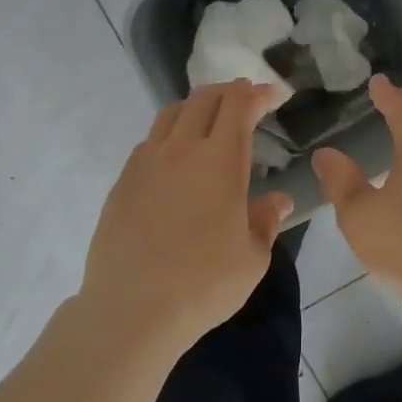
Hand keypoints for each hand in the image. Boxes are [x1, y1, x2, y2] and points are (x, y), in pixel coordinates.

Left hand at [80, 80, 292, 356]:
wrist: (131, 310)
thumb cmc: (203, 284)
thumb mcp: (252, 258)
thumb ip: (266, 221)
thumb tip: (279, 200)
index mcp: (220, 160)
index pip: (239, 105)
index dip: (258, 93)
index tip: (273, 94)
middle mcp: (181, 149)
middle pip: (204, 98)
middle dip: (229, 91)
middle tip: (246, 99)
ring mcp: (146, 162)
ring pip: (172, 113)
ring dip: (197, 106)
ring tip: (210, 118)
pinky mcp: (123, 181)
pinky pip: (150, 140)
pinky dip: (171, 133)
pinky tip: (176, 157)